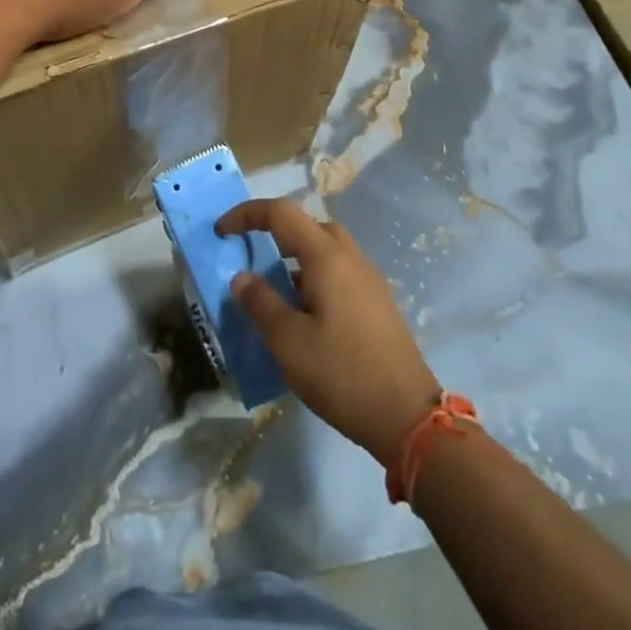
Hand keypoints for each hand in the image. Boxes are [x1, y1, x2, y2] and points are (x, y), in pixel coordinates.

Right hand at [218, 198, 441, 467]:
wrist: (408, 417)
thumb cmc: (342, 373)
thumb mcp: (288, 342)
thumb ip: (261, 302)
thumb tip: (242, 277)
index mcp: (326, 256)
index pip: (281, 212)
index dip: (247, 214)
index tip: (222, 232)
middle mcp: (350, 257)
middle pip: (307, 225)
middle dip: (274, 232)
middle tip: (250, 256)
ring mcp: (368, 279)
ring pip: (325, 248)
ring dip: (295, 257)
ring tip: (273, 289)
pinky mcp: (377, 302)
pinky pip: (339, 271)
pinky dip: (313, 275)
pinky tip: (305, 313)